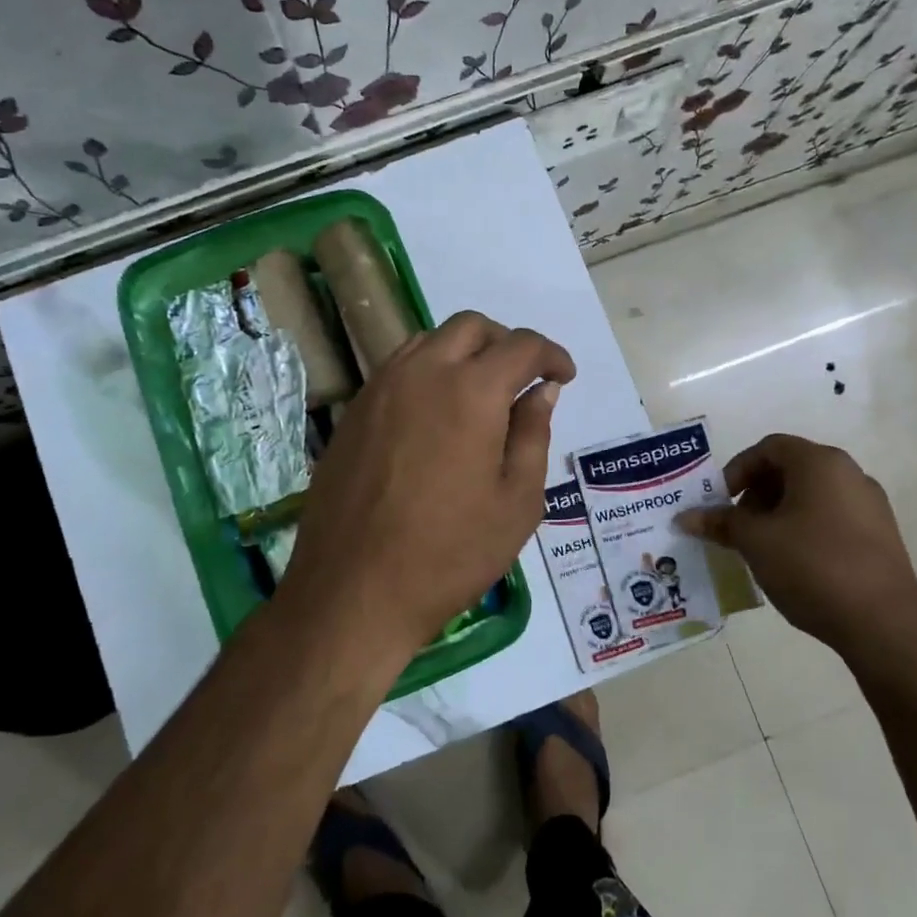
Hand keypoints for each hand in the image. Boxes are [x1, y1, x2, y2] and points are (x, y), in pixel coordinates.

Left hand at [275, 311, 574, 672]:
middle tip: (523, 380)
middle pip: (471, 327)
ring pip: (429, 341)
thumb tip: (541, 391)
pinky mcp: (353, 412)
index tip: (563, 377)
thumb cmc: (450, 554)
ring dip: (463, 353)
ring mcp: (380, 389)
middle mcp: (422, 373)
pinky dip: (428, 373)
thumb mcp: (517, 502)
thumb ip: (533, 434)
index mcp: (471, 391)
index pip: (522, 346)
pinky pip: (398, 370)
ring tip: (480, 394)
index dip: (552, 356)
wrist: (355, 590)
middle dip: (506, 343)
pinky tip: (436, 416)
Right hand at [678, 434, 916, 662]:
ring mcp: (870, 506)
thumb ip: (720, 523)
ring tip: (761, 548)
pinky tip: (792, 564)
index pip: (769, 448)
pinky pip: (831, 519)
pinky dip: (804, 530)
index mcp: (820, 463)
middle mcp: (850, 474)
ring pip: (811, 496)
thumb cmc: (812, 566)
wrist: (884, 624)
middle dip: (756, 494)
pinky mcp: (880, 537)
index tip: (720, 500)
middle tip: (737, 526)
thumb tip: (685, 517)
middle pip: (791, 470)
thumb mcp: (755, 542)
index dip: (737, 470)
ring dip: (778, 514)